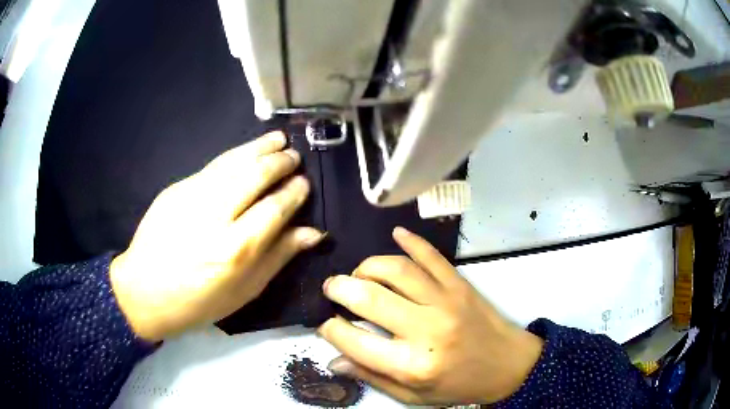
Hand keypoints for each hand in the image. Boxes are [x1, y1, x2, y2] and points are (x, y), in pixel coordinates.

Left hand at [110, 132, 324, 341]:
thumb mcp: (245, 290)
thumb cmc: (199, 301)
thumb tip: (313, 232)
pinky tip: (246, 151)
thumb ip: (279, 257)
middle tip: (294, 157)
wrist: (144, 291)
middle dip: (280, 163)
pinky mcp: (175, 188)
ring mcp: (191, 197)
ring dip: (259, 147)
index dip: (294, 193)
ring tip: (278, 140)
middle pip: (255, 176)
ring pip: (233, 162)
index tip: (304, 183)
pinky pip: (212, 166)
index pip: (275, 208)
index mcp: (236, 250)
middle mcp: (215, 217)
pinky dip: (234, 155)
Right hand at [318, 227, 542, 404]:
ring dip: (368, 266)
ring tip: (359, 274)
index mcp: (412, 365)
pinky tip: (397, 234)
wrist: (509, 366)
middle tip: (332, 288)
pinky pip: (432, 256)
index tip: (326, 323)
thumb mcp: (414, 396)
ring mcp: (446, 301)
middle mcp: (427, 329)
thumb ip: (372, 378)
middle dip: (340, 288)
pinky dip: (412, 241)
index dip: (330, 328)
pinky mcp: (461, 285)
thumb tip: (334, 359)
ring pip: (396, 269)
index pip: (354, 340)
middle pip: (369, 297)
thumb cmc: (459, 386)